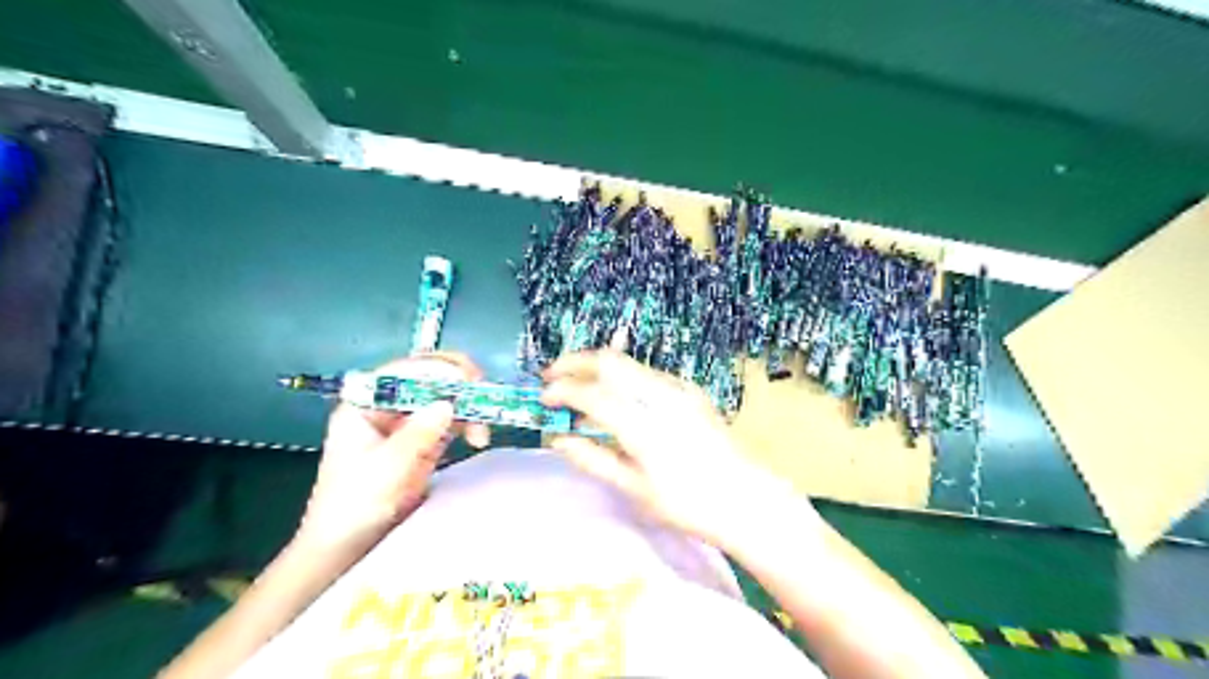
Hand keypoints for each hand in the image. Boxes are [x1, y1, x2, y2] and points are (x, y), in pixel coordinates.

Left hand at [297, 354, 490, 547]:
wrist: (346, 548)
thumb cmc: (353, 506)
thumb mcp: (385, 469)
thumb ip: (416, 434)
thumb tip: (449, 403)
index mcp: (365, 403)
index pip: (405, 372)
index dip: (437, 370)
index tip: (467, 382)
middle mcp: (388, 405)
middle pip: (428, 378)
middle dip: (459, 385)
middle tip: (483, 399)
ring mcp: (407, 421)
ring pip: (446, 397)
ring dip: (468, 408)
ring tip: (481, 434)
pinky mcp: (424, 439)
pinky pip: (452, 420)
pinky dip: (469, 424)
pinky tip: (478, 438)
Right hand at [542, 351, 794, 546]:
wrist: (745, 498)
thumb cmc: (687, 504)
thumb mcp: (635, 489)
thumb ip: (593, 459)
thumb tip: (557, 439)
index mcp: (645, 427)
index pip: (592, 394)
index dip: (562, 391)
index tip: (543, 399)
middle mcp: (662, 396)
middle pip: (609, 361)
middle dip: (574, 362)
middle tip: (551, 376)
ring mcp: (679, 389)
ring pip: (628, 364)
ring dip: (597, 369)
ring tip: (578, 390)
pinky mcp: (690, 390)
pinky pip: (646, 374)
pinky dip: (621, 379)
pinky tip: (614, 400)